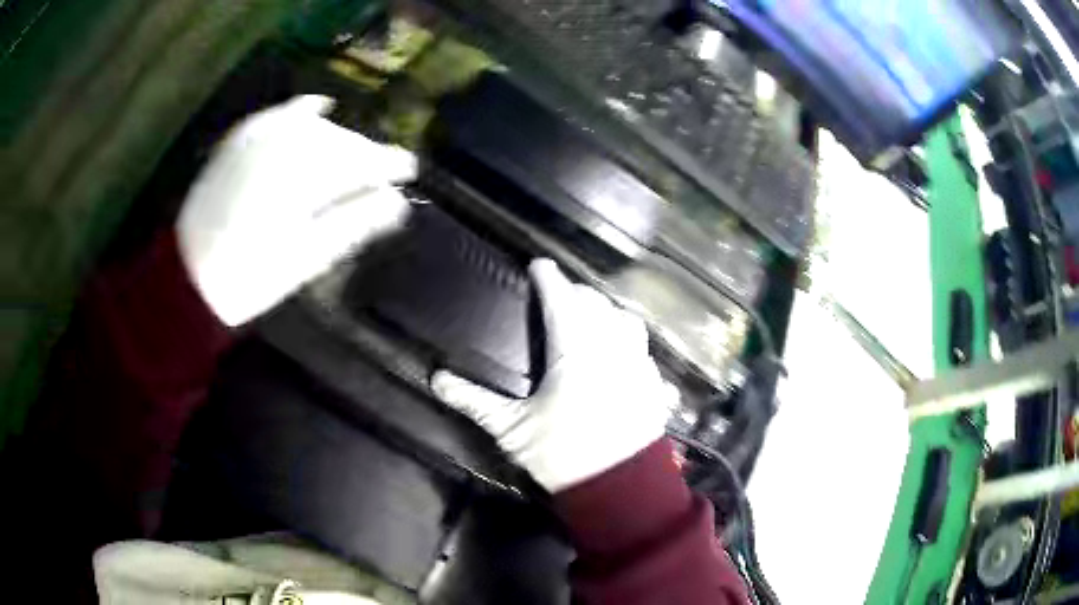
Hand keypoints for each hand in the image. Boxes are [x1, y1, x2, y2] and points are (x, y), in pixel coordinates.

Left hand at [177, 95, 416, 326]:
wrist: (188, 276)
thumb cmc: (251, 277)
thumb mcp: (307, 257)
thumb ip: (354, 222)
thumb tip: (397, 201)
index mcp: (304, 174)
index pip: (362, 158)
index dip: (389, 164)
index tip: (410, 172)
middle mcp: (285, 141)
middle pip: (342, 140)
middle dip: (365, 156)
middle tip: (380, 178)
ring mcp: (259, 135)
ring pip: (316, 126)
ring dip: (339, 141)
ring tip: (349, 162)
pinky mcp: (240, 137)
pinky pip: (280, 113)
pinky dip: (303, 111)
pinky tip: (318, 108)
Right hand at [431, 259, 677, 492]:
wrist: (620, 488)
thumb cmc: (561, 454)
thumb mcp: (512, 428)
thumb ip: (474, 400)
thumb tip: (436, 379)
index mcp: (574, 350)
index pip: (561, 298)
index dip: (548, 277)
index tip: (538, 265)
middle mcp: (611, 346)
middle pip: (595, 303)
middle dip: (575, 293)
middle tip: (558, 296)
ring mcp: (638, 363)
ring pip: (626, 320)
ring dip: (606, 311)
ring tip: (591, 318)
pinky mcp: (654, 383)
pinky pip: (643, 348)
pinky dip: (628, 340)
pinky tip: (620, 353)